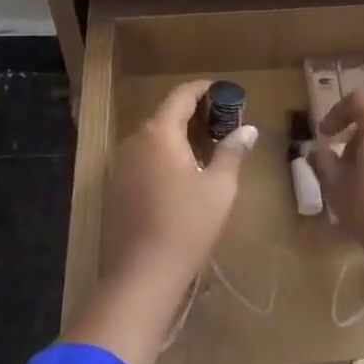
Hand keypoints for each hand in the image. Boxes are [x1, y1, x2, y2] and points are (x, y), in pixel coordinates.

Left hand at [99, 79, 254, 298]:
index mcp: (159, 133)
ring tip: (206, 148)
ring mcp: (120, 165)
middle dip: (193, 114)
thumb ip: (232, 152)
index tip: (224, 92)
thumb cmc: (187, 225)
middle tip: (222, 123)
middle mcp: (135, 141)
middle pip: (165, 115)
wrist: (142, 275)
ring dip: (178, 136)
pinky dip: (163, 156)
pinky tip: (181, 175)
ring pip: (152, 138)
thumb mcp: (220, 188)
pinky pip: (143, 158)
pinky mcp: (116, 188)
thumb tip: (248, 130)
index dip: (204, 89)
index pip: (181, 95)